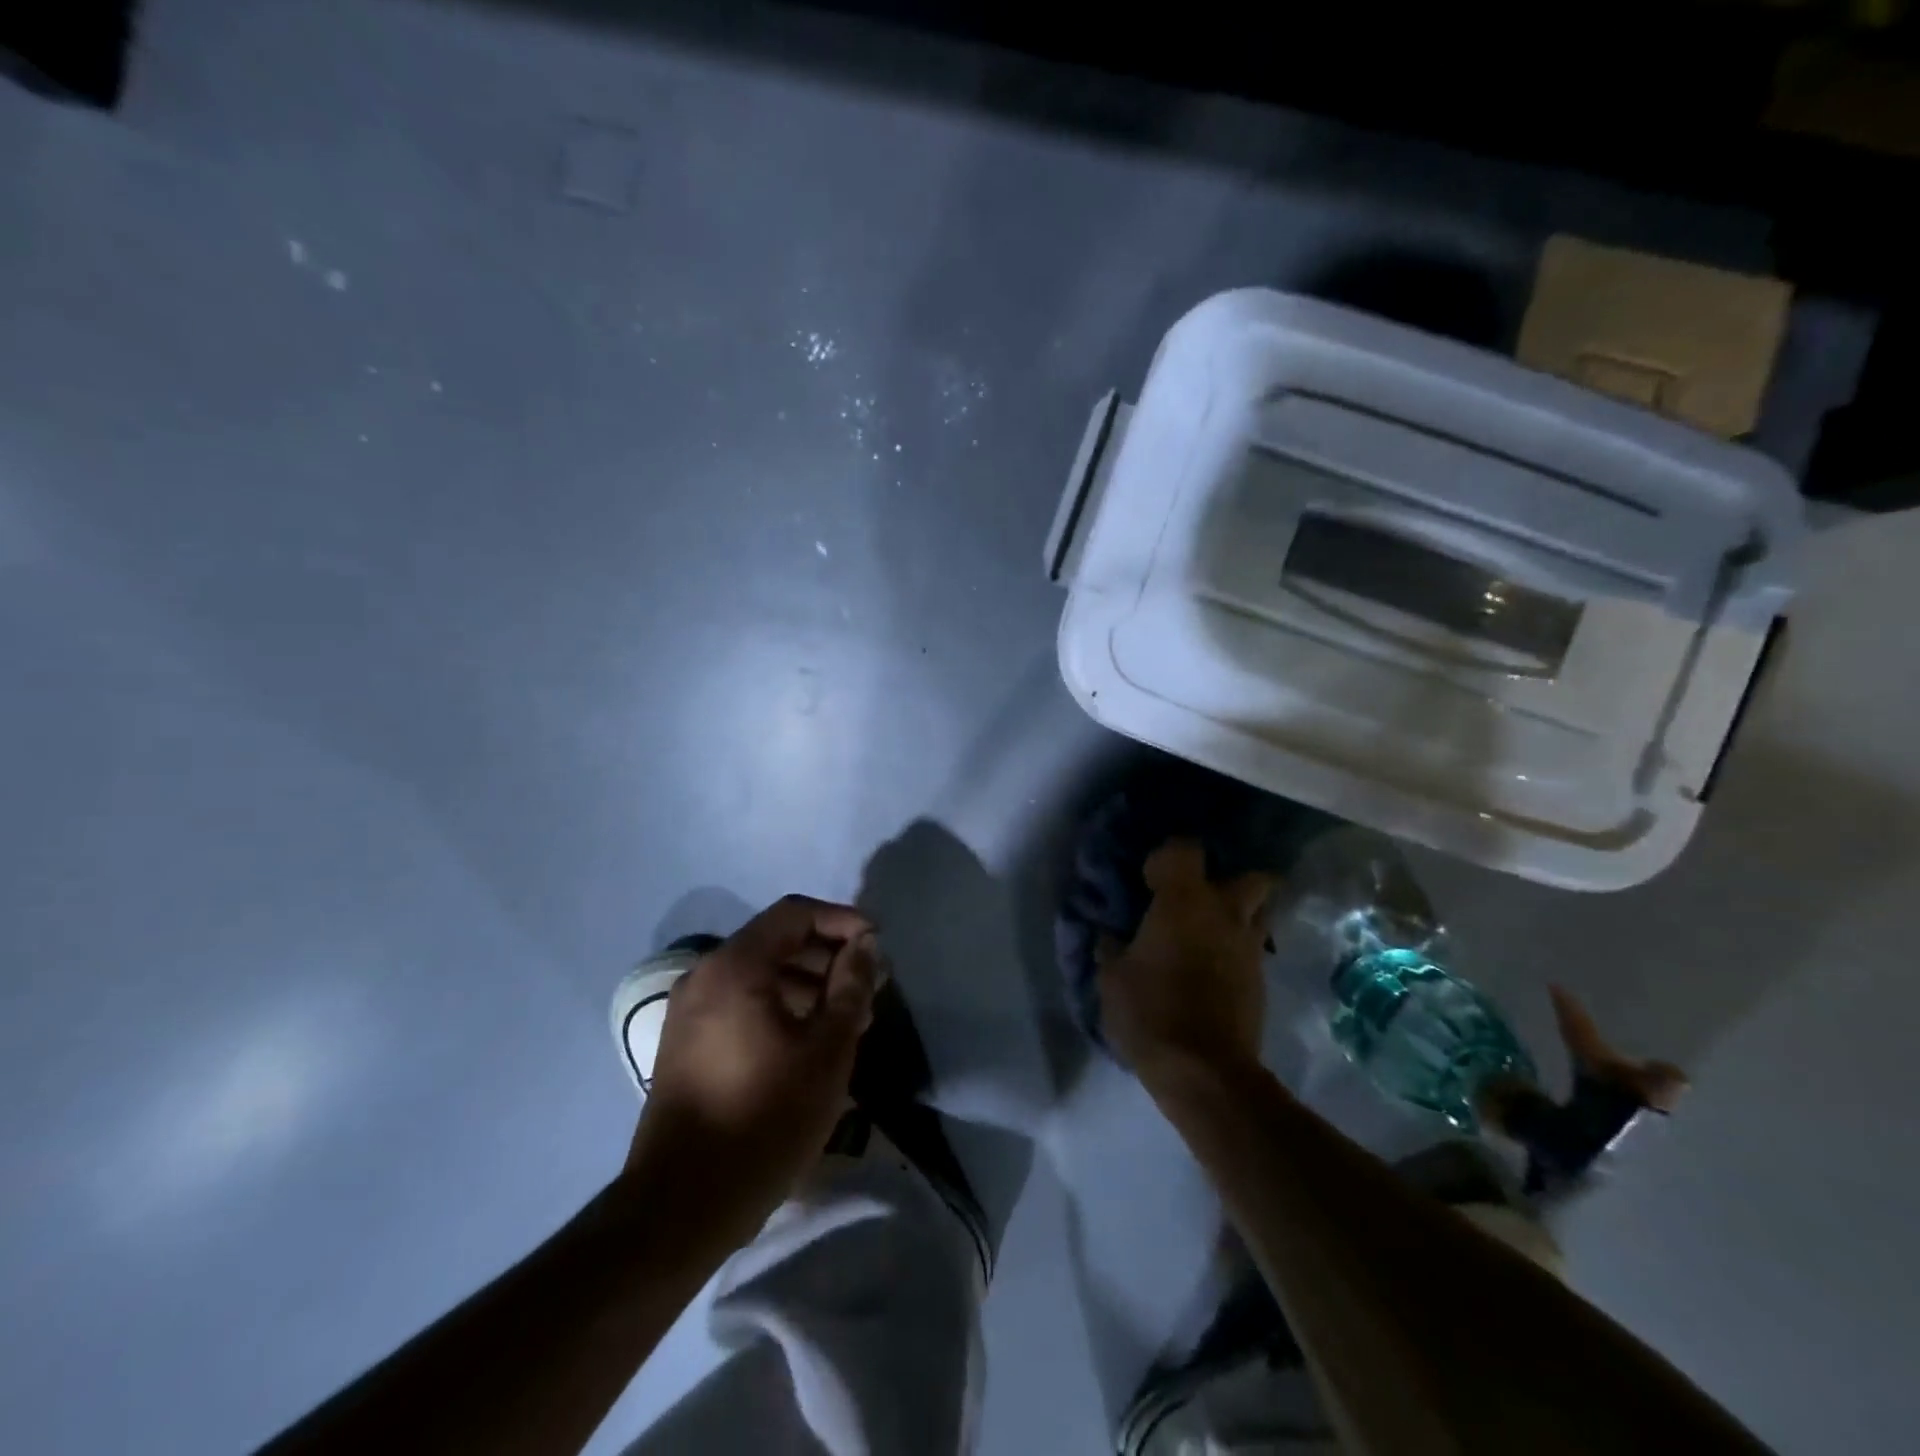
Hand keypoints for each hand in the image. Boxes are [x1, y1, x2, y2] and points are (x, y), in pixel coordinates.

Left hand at [627, 895, 878, 1226]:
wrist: (683, 1205)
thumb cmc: (765, 1118)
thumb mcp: (826, 1049)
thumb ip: (850, 986)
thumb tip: (864, 945)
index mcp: (735, 966)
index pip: (795, 913)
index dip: (842, 921)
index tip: (877, 945)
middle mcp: (705, 975)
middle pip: (777, 941)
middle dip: (828, 957)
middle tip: (869, 987)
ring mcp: (690, 1009)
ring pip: (761, 974)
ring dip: (808, 984)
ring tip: (849, 1019)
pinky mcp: (686, 1042)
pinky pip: (742, 1002)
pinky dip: (780, 1006)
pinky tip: (810, 1041)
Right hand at [1098, 840, 1274, 1083]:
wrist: (1205, 1071)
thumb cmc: (1150, 1012)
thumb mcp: (1111, 978)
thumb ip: (1112, 948)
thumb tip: (1111, 936)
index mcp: (1183, 901)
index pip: (1185, 849)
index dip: (1167, 858)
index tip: (1148, 881)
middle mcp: (1224, 913)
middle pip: (1251, 876)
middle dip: (1228, 880)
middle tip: (1196, 899)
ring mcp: (1250, 946)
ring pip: (1258, 912)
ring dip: (1238, 914)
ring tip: (1209, 932)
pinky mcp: (1261, 979)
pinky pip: (1253, 948)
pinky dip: (1237, 949)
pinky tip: (1213, 968)